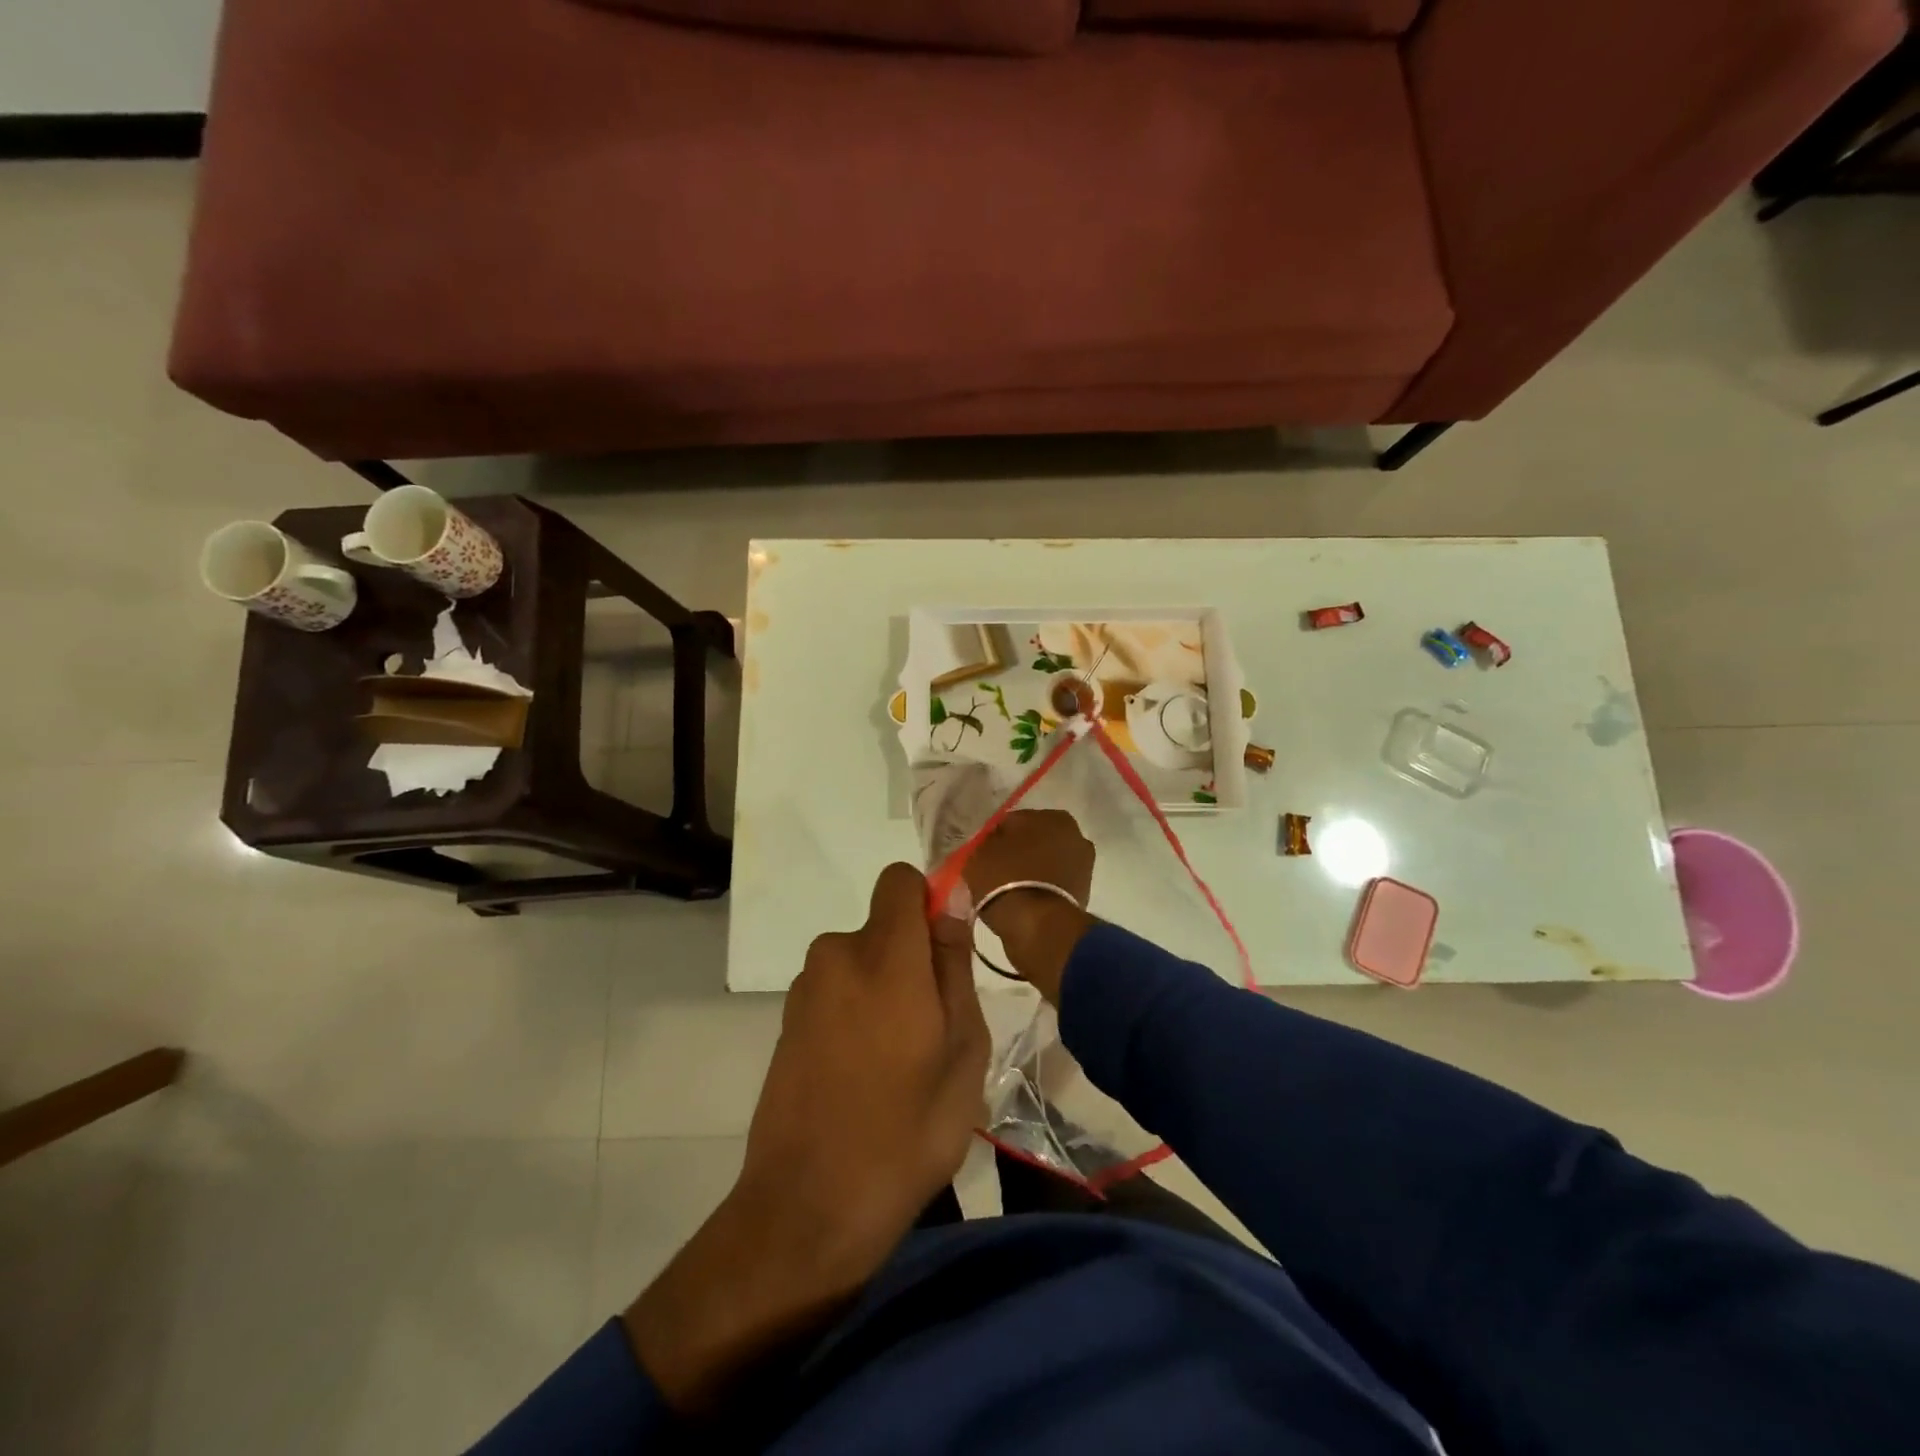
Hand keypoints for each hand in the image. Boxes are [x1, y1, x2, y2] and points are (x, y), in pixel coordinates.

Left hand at [625, 862, 988, 1410]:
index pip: (900, 881)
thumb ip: (955, 967)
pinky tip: (864, 1073)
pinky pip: (837, 990)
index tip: (946, 948)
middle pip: (885, 926)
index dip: (928, 900)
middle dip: (912, 957)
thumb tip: (951, 906)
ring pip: (862, 961)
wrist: (808, 1208)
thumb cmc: (907, 1132)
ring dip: (884, 988)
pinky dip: (856, 1010)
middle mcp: (837, 955)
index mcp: (884, 956)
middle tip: (933, 1027)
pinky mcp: (787, 1020)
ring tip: (900, 1060)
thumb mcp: (963, 1051)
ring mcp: (805, 989)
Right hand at [962, 809, 1095, 1002]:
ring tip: (1007, 889)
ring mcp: (1083, 865)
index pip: (1013, 822)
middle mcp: (1075, 835)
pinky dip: (1039, 888)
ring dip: (1030, 871)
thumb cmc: (1005, 879)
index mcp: (1052, 816)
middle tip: (994, 871)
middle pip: (1034, 841)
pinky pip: (1051, 884)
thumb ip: (985, 842)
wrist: (1037, 926)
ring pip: (1044, 862)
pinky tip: (1022, 901)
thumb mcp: (978, 853)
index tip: (982, 855)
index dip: (994, 838)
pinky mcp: (1084, 893)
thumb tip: (991, 845)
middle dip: (1017, 852)